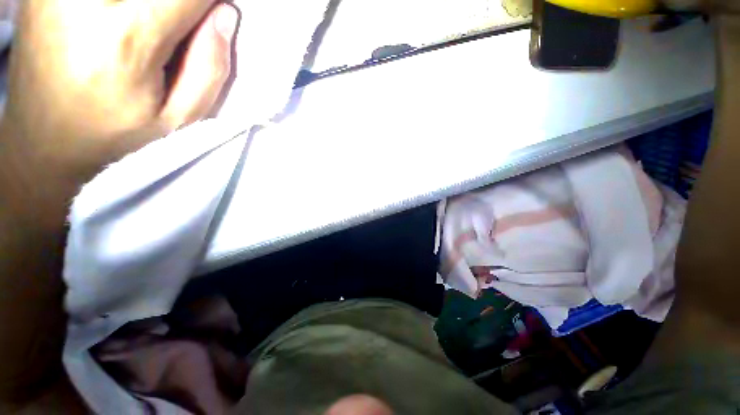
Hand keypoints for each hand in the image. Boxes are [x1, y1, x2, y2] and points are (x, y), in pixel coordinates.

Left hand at [1, 0, 237, 187]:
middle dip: (182, 4)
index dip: (210, 3)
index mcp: (128, 36)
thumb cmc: (115, 135)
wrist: (42, 143)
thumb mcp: (178, 119)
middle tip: (175, 30)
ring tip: (146, 29)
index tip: (214, 18)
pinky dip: (122, 5)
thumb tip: (224, 13)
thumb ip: (210, 67)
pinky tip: (115, 21)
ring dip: (153, 7)